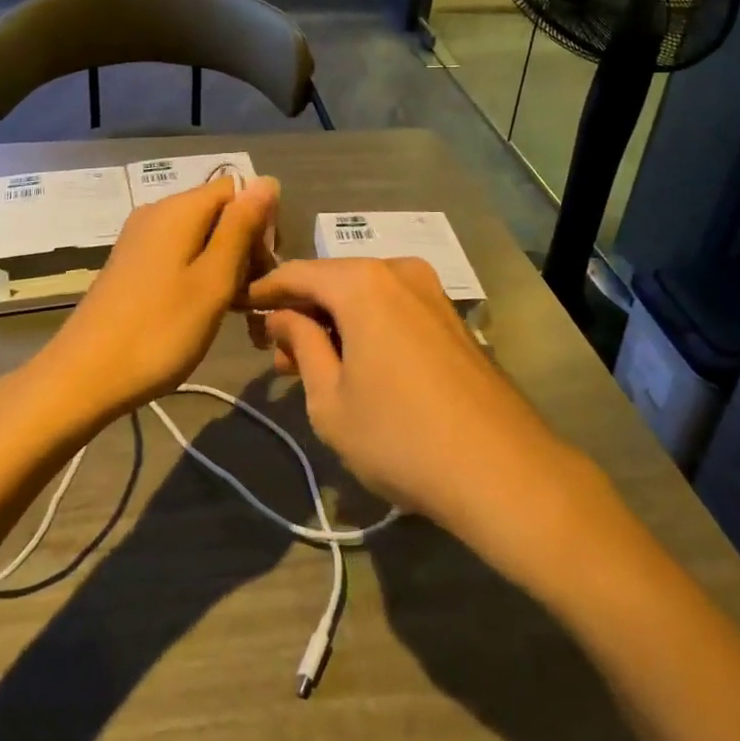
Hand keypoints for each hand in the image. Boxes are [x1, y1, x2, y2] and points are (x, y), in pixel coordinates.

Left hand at [30, 177, 279, 424]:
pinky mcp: (131, 263)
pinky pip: (178, 252)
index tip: (264, 266)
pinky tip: (200, 308)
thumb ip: (241, 227)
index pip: (237, 189)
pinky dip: (198, 273)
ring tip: (231, 308)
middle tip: (251, 294)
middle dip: (244, 244)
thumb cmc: (159, 330)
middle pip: (218, 210)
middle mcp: (157, 212)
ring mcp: (140, 238)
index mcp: (180, 208)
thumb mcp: (214, 280)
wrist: (83, 378)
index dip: (260, 221)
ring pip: (200, 235)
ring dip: (224, 264)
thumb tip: (267, 181)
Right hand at [246, 258, 573, 533]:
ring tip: (311, 367)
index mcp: (362, 282)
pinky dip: (366, 326)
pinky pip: (393, 307)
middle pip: (333, 281)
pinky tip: (356, 364)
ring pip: (365, 295)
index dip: (264, 290)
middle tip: (275, 356)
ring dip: (334, 322)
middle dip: (301, 312)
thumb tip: (283, 317)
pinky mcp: (450, 316)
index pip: (297, 273)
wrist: (502, 470)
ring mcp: (430, 291)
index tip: (238, 309)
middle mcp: (397, 270)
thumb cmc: (400, 436)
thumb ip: (302, 345)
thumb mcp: (330, 400)